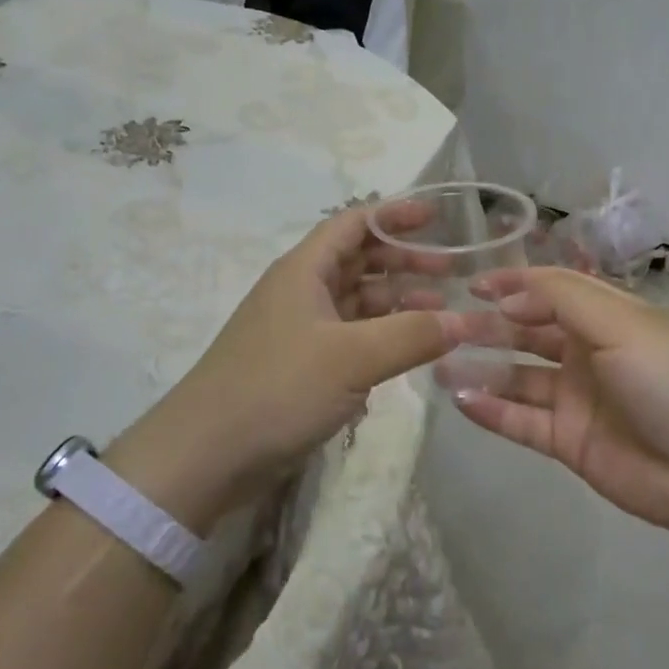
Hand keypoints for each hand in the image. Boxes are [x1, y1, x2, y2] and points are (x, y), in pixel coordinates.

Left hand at [105, 204, 463, 531]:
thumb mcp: (352, 358)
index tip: (436, 218)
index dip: (394, 215)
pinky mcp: (299, 365)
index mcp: (304, 270)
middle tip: (451, 271)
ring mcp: (298, 329)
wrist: (205, 454)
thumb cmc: (277, 388)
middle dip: (404, 261)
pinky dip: (381, 335)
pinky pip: (349, 335)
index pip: (354, 223)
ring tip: (440, 312)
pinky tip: (408, 349)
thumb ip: (411, 335)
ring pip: (356, 300)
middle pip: (358, 260)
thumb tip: (464, 320)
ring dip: (397, 301)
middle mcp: (300, 291)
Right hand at [446, 268, 668, 542]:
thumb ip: (561, 299)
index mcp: (608, 316)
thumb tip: (509, 296)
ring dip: (481, 369)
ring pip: (518, 377)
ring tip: (438, 364)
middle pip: (528, 332)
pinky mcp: (569, 442)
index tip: (470, 285)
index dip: (512, 284)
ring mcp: (577, 399)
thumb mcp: (622, 323)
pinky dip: (492, 411)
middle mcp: (589, 352)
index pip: (550, 290)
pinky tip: (460, 401)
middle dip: (488, 326)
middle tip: (442, 326)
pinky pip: (522, 421)